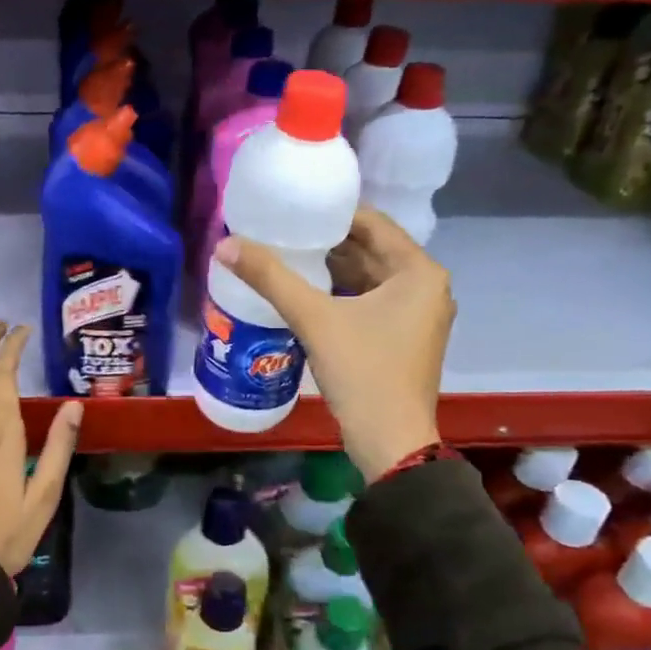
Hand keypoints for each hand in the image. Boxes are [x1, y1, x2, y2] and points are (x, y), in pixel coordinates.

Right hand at [216, 208, 452, 481]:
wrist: (390, 442)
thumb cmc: (363, 372)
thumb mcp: (314, 319)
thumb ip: (271, 278)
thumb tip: (225, 246)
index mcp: (418, 272)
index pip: (373, 223)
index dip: (331, 213)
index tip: (293, 207)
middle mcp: (425, 287)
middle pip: (370, 250)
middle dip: (327, 242)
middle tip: (282, 231)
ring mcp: (417, 315)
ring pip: (369, 278)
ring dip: (331, 268)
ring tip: (286, 256)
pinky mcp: (403, 338)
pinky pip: (369, 301)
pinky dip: (340, 294)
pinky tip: (305, 293)